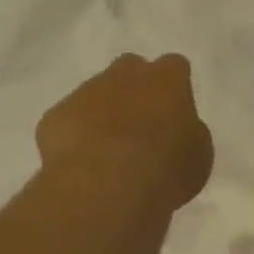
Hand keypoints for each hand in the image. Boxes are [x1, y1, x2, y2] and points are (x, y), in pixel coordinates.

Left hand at [37, 53, 213, 212]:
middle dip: (134, 89)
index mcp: (167, 79)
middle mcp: (125, 75)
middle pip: (131, 69)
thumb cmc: (164, 169)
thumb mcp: (198, 154)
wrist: (103, 187)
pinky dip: (75, 136)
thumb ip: (188, 131)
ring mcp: (85, 92)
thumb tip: (177, 129)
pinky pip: (68, 120)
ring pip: (95, 93)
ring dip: (103, 112)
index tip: (174, 109)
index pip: (174, 66)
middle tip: (140, 124)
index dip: (174, 86)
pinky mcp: (55, 116)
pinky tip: (82, 163)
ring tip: (107, 152)